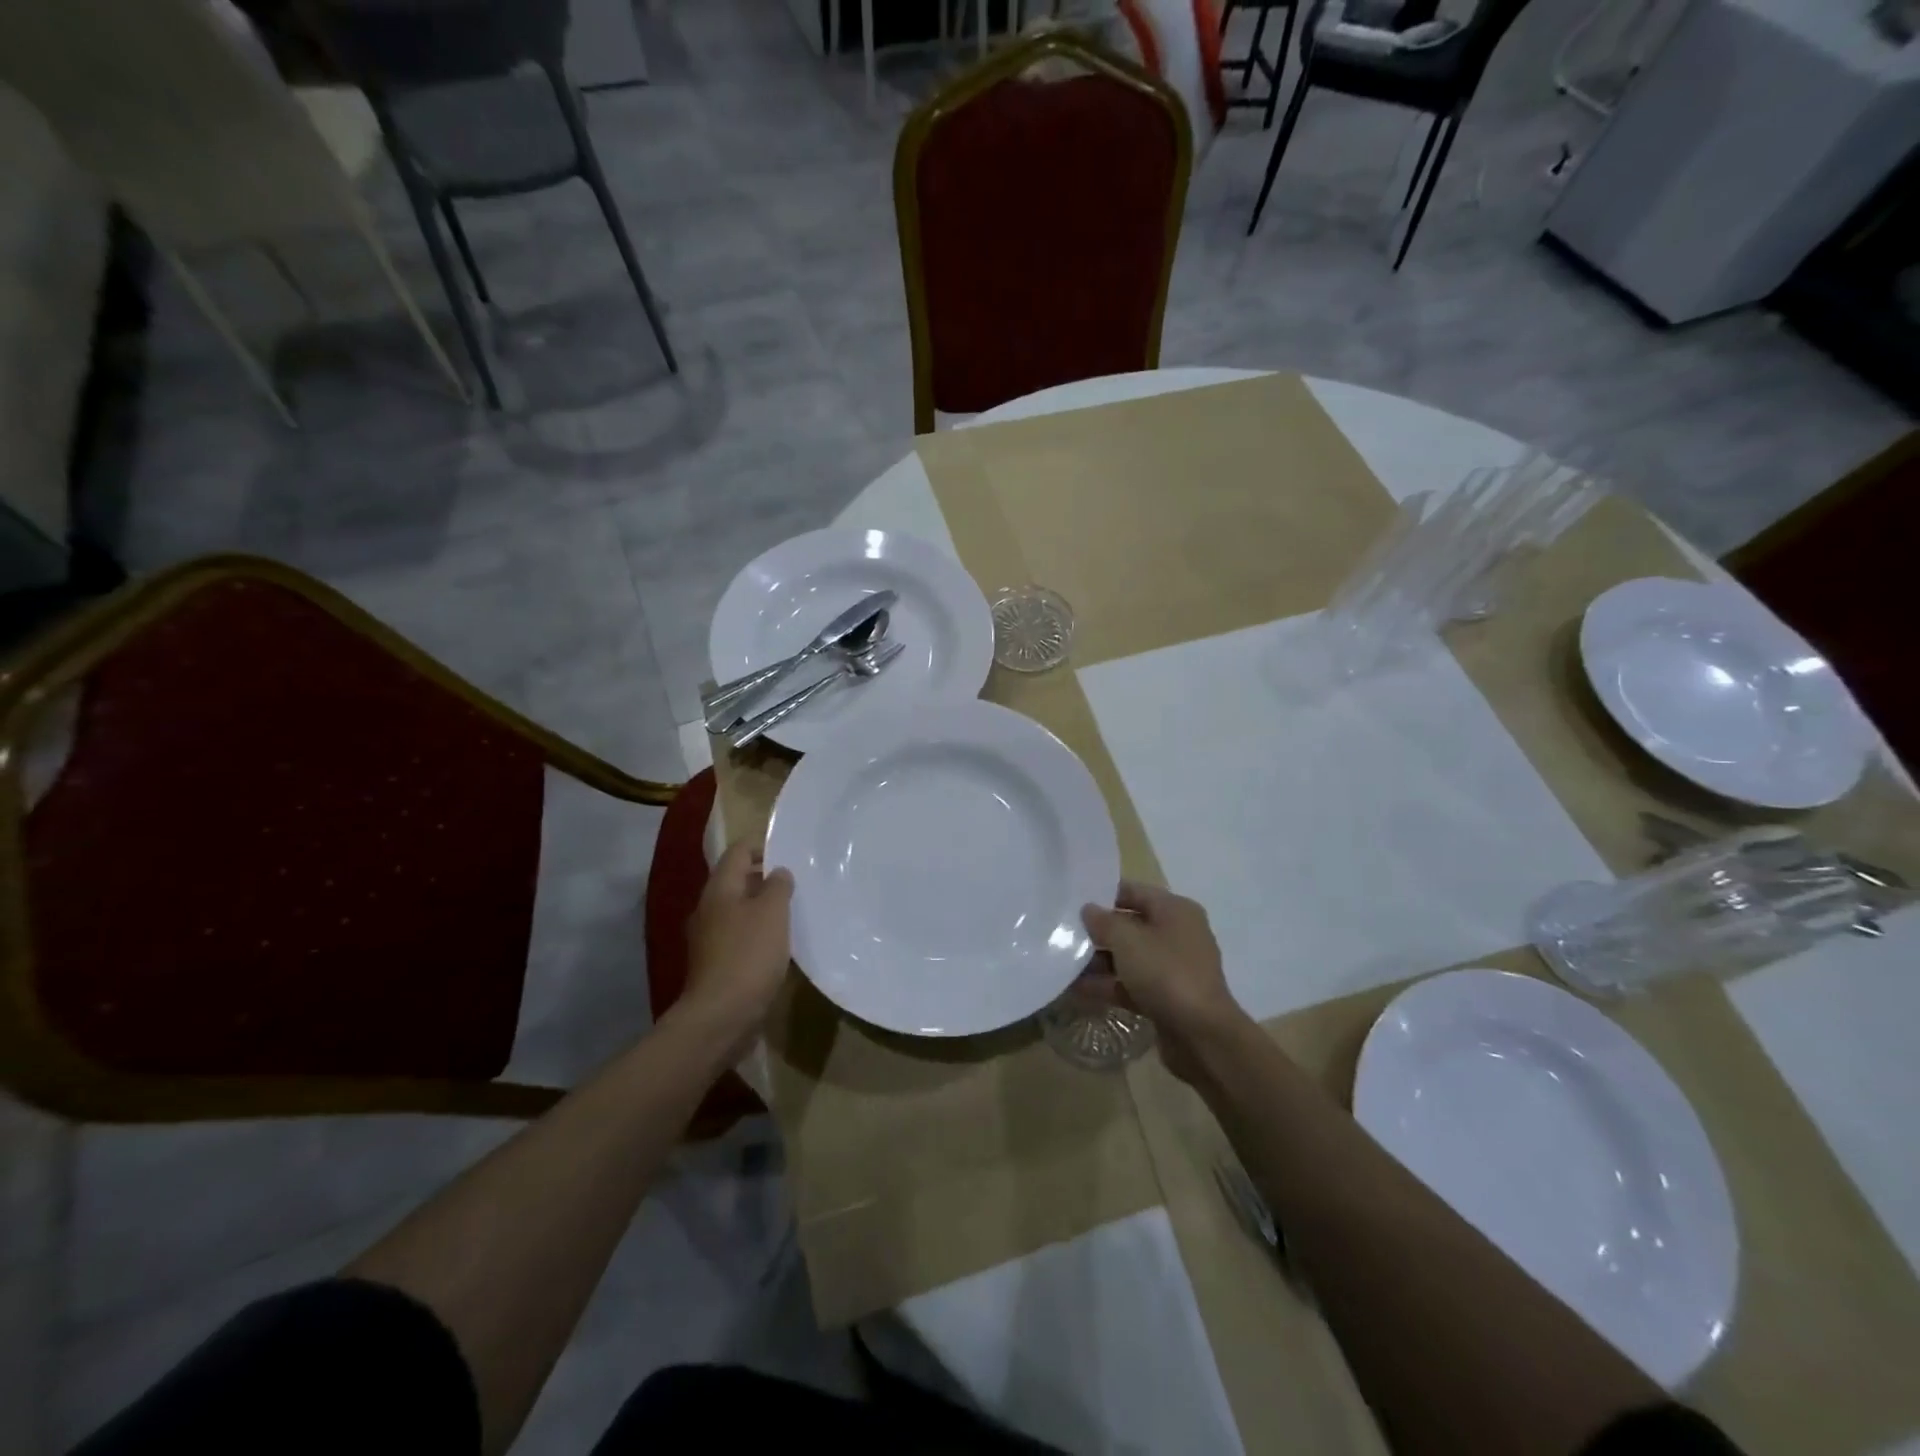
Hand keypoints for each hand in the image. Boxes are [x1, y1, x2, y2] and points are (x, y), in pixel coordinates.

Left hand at [681, 841, 793, 1048]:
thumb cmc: (749, 955)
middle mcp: (709, 909)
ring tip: (794, 910)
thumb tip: (778, 872)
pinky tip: (780, 943)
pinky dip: (759, 932)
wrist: (721, 1016)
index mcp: (719, 890)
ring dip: (764, 907)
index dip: (762, 845)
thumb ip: (778, 886)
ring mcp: (710, 938)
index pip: (737, 851)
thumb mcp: (772, 912)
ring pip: (739, 910)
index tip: (790, 849)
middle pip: (736, 880)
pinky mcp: (717, 964)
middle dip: (765, 877)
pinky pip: (740, 936)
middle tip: (798, 880)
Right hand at [1082, 882, 1247, 1082]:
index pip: (1134, 891)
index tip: (1071, 900)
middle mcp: (1177, 934)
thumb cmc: (1166, 973)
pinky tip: (1075, 989)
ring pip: (1129, 957)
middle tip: (1063, 932)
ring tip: (1063, 962)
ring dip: (1098, 961)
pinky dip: (1107, 985)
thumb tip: (1089, 910)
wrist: (1202, 1036)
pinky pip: (1131, 984)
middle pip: (1130, 925)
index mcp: (1175, 910)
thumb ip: (1103, 921)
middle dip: (1097, 931)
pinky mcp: (1166, 997)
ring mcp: (1172, 968)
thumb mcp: (1128, 940)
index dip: (1102, 894)